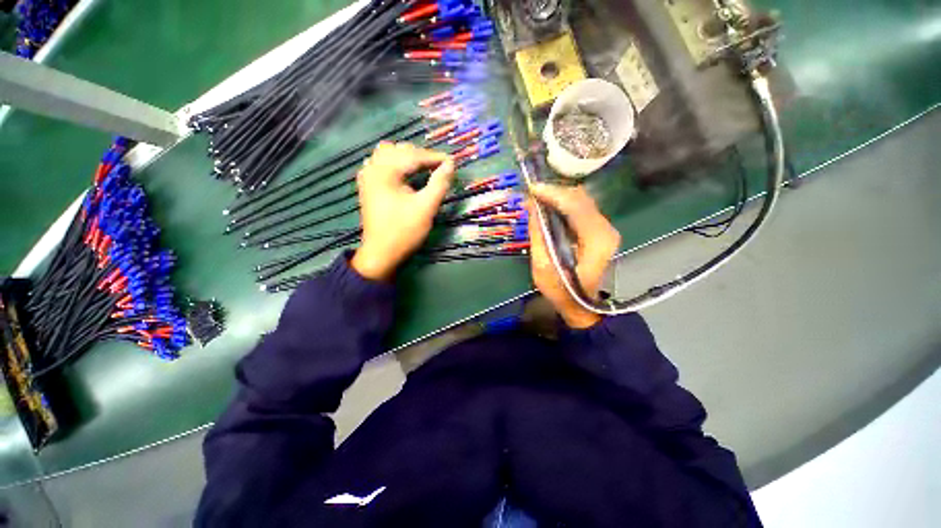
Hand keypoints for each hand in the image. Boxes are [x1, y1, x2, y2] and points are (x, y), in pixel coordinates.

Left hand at [351, 142, 454, 280]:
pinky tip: (404, 173)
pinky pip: (381, 164)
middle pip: (399, 150)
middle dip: (421, 156)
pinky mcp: (367, 186)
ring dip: (406, 158)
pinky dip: (395, 164)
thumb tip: (451, 164)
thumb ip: (439, 183)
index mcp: (384, 172)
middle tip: (439, 168)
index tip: (451, 161)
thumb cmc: (404, 231)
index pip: (412, 155)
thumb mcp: (426, 208)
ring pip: (387, 154)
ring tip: (423, 168)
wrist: (381, 253)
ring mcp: (367, 177)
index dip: (434, 157)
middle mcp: (372, 169)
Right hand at [526, 183, 620, 328]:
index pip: (575, 205)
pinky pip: (582, 208)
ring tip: (538, 199)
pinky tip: (550, 208)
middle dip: (555, 192)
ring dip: (559, 197)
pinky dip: (564, 204)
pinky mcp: (600, 230)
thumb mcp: (542, 266)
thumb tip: (532, 207)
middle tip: (532, 194)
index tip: (531, 188)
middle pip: (581, 198)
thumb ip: (538, 234)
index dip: (552, 193)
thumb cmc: (561, 290)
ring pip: (582, 200)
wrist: (581, 305)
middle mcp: (606, 229)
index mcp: (595, 240)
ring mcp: (606, 229)